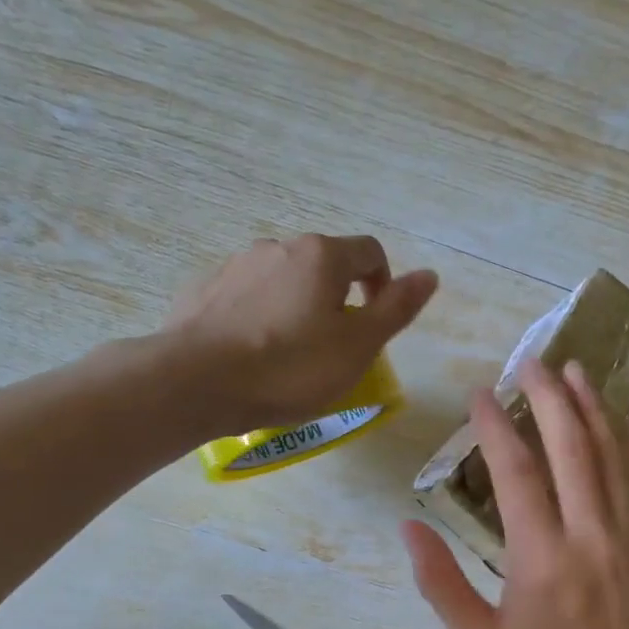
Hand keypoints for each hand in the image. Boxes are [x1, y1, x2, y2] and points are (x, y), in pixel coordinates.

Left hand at [165, 234, 437, 435]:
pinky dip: (258, 316)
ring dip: (296, 307)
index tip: (375, 322)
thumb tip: (430, 275)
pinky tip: (251, 354)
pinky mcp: (203, 289)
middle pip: (323, 265)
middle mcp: (278, 247)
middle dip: (337, 299)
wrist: (197, 382)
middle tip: (335, 347)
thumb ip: (396, 309)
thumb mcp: (358, 347)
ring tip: (289, 356)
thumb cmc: (290, 368)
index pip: (369, 252)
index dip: (383, 283)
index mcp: (322, 256)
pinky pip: (245, 297)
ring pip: (281, 281)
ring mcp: (235, 265)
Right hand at [403, 360, 628, 628]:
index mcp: (540, 558)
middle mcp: (592, 538)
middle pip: (571, 448)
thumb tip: (410, 526)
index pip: (515, 470)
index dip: (496, 425)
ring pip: (619, 461)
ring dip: (596, 412)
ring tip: (578, 375)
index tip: (481, 394)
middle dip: (549, 397)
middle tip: (533, 363)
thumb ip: (441, 582)